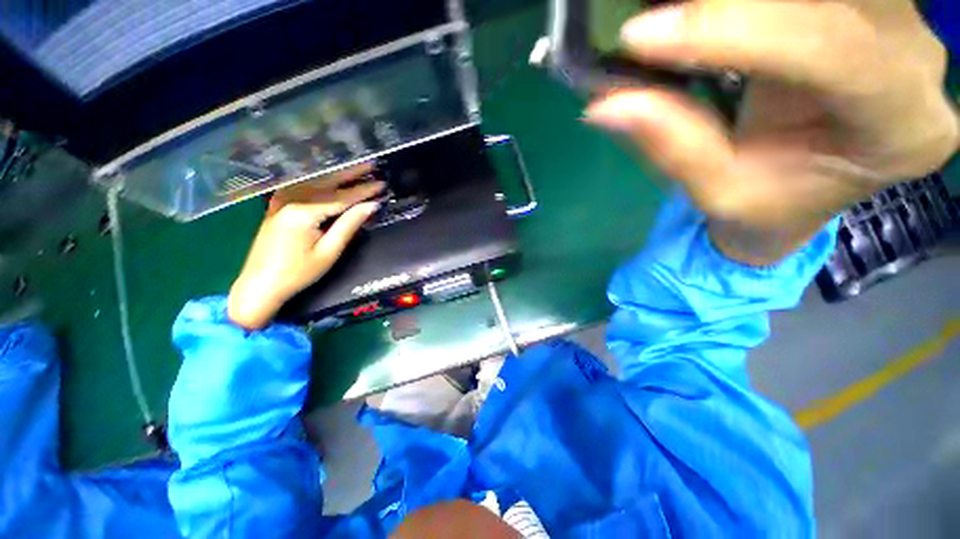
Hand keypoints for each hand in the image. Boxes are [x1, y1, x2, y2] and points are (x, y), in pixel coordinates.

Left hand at [228, 165, 383, 329]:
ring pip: (314, 183)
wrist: (260, 285)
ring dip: (337, 176)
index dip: (364, 191)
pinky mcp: (277, 206)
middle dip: (351, 174)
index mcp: (302, 211)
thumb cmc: (298, 273)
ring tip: (356, 169)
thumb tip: (371, 206)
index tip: (382, 185)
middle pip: (327, 183)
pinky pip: (302, 188)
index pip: (341, 197)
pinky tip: (328, 177)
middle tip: (372, 166)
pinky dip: (319, 182)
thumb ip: (349, 225)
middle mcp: (290, 199)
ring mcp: (280, 200)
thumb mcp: (329, 252)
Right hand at [585, 0, 958, 264]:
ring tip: (675, 13)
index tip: (640, 36)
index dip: (732, 30)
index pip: (829, 49)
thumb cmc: (769, 208)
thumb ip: (673, 145)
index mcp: (900, 128)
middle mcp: (919, 64)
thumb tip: (606, 105)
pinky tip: (706, 12)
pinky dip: (748, 1)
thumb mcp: (718, 193)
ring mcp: (903, 26)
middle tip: (658, 18)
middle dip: (737, 4)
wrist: (805, 193)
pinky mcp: (874, 10)